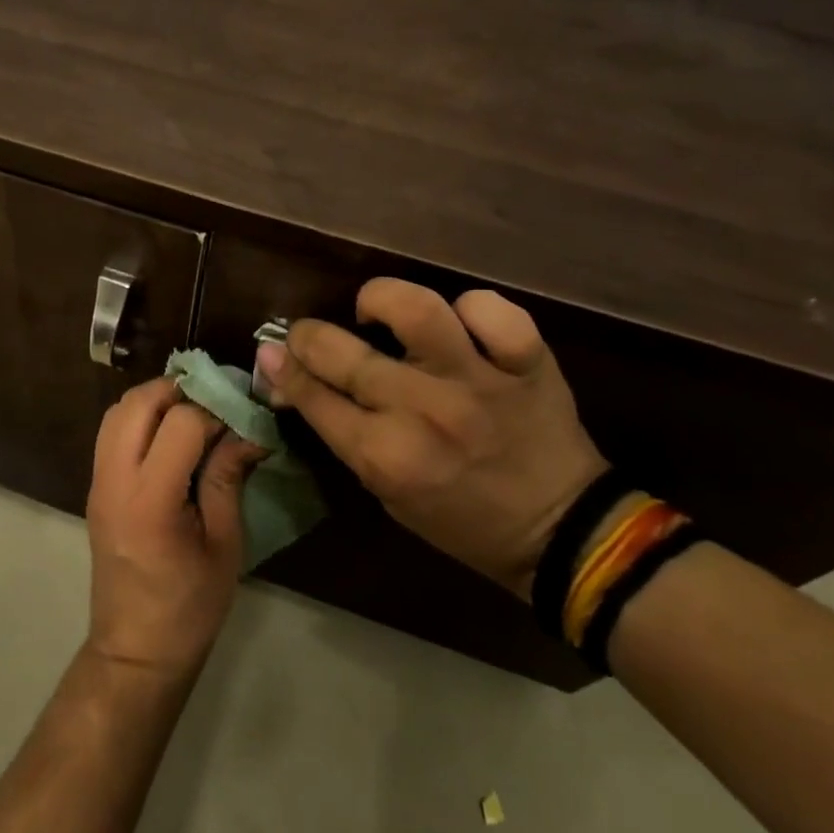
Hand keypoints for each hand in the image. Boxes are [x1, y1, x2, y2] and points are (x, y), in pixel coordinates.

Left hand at [85, 378, 264, 680]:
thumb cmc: (189, 606)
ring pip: (117, 411)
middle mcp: (115, 480)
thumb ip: (228, 478)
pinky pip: (111, 433)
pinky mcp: (95, 488)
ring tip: (193, 415)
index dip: (215, 412)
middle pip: (137, 402)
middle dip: (178, 389)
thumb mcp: (224, 544)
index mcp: (150, 499)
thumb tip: (250, 431)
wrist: (136, 649)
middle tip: (215, 403)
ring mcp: (98, 482)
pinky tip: (170, 438)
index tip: (241, 420)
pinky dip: (139, 419)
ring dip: (155, 400)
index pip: (180, 423)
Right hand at [255, 279, 605, 601]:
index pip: (312, 395)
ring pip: (416, 309)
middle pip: (341, 352)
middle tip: (311, 335)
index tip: (272, 352)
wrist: (561, 531)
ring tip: (377, 313)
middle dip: (308, 336)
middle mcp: (423, 411)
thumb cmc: (459, 518)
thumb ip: (340, 432)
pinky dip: (471, 309)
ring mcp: (477, 381)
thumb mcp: (385, 490)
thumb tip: (291, 379)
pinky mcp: (527, 363)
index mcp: (385, 456)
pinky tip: (460, 326)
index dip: (282, 368)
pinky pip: (492, 311)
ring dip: (381, 301)